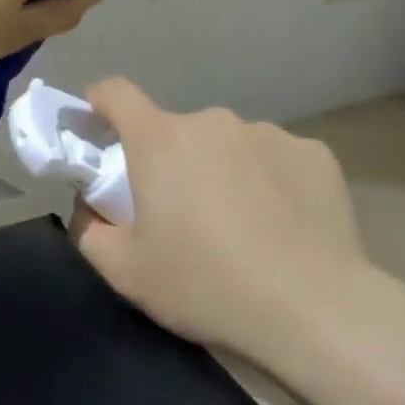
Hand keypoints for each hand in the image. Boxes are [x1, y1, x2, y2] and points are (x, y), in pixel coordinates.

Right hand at [70, 79, 387, 388]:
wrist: (315, 311)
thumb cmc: (205, 285)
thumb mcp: (123, 270)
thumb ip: (88, 229)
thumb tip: (90, 205)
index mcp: (160, 140)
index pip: (116, 93)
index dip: (99, 101)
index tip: (96, 122)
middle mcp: (212, 122)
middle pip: (175, 130)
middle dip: (170, 160)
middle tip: (180, 213)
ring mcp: (268, 133)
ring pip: (228, 145)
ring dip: (221, 170)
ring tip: (240, 226)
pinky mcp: (315, 154)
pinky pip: (274, 159)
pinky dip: (268, 181)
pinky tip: (283, 226)